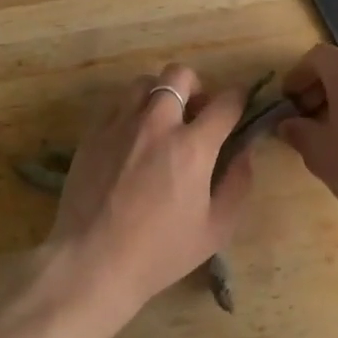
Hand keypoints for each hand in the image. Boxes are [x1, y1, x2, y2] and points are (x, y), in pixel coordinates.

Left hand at [46, 64, 253, 320]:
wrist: (92, 262)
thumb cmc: (160, 252)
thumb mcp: (215, 229)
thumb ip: (238, 184)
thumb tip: (245, 152)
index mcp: (193, 146)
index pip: (226, 102)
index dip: (239, 98)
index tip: (239, 105)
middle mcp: (157, 124)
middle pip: (180, 75)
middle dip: (196, 86)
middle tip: (195, 114)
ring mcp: (120, 125)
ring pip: (144, 82)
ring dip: (160, 94)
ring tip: (161, 121)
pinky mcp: (93, 134)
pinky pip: (116, 103)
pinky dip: (131, 110)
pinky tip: (132, 137)